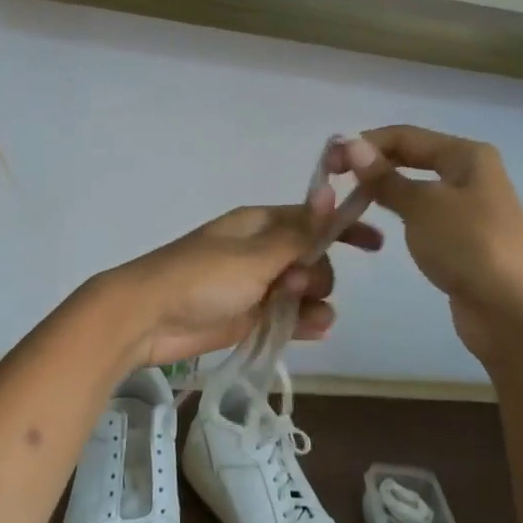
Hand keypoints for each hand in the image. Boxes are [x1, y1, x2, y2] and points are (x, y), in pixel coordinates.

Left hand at [107, 202, 382, 368]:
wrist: (147, 318)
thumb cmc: (200, 278)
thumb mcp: (254, 255)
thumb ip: (298, 234)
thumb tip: (331, 192)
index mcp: (260, 224)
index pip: (312, 219)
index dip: (343, 228)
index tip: (375, 244)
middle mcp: (261, 251)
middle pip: (314, 258)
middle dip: (319, 273)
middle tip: (296, 286)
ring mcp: (256, 285)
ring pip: (304, 290)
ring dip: (315, 302)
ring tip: (306, 317)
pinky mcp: (250, 316)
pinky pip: (289, 315)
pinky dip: (303, 321)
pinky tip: (313, 330)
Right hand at [329, 126, 522, 364]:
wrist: (513, 312)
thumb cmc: (469, 247)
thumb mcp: (422, 206)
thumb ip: (385, 177)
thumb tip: (350, 145)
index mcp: (467, 155)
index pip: (405, 135)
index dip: (364, 144)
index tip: (327, 162)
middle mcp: (470, 174)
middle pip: (411, 157)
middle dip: (372, 165)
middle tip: (332, 182)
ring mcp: (468, 208)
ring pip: (415, 187)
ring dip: (383, 190)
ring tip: (348, 203)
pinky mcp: (462, 239)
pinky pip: (422, 215)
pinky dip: (399, 214)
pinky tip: (378, 225)